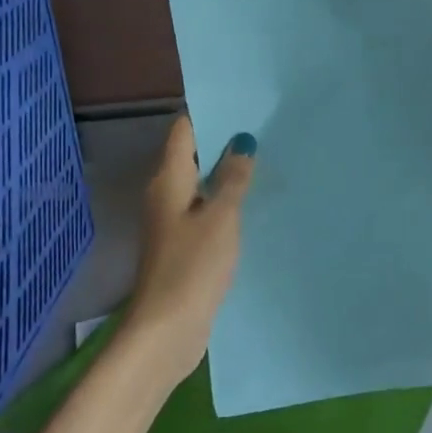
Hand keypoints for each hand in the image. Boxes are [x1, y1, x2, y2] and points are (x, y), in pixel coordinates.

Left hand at [117, 115, 256, 387]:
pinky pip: (206, 209)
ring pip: (201, 183)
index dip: (209, 113)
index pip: (184, 130)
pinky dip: (225, 200)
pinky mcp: (184, 244)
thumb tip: (242, 142)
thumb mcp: (220, 217)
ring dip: (226, 172)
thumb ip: (233, 178)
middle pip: (192, 155)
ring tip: (266, 157)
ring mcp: (173, 221)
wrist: (167, 329)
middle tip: (264, 127)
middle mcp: (165, 194)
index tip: (243, 102)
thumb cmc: (192, 266)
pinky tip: (253, 200)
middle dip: (223, 140)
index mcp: (168, 179)